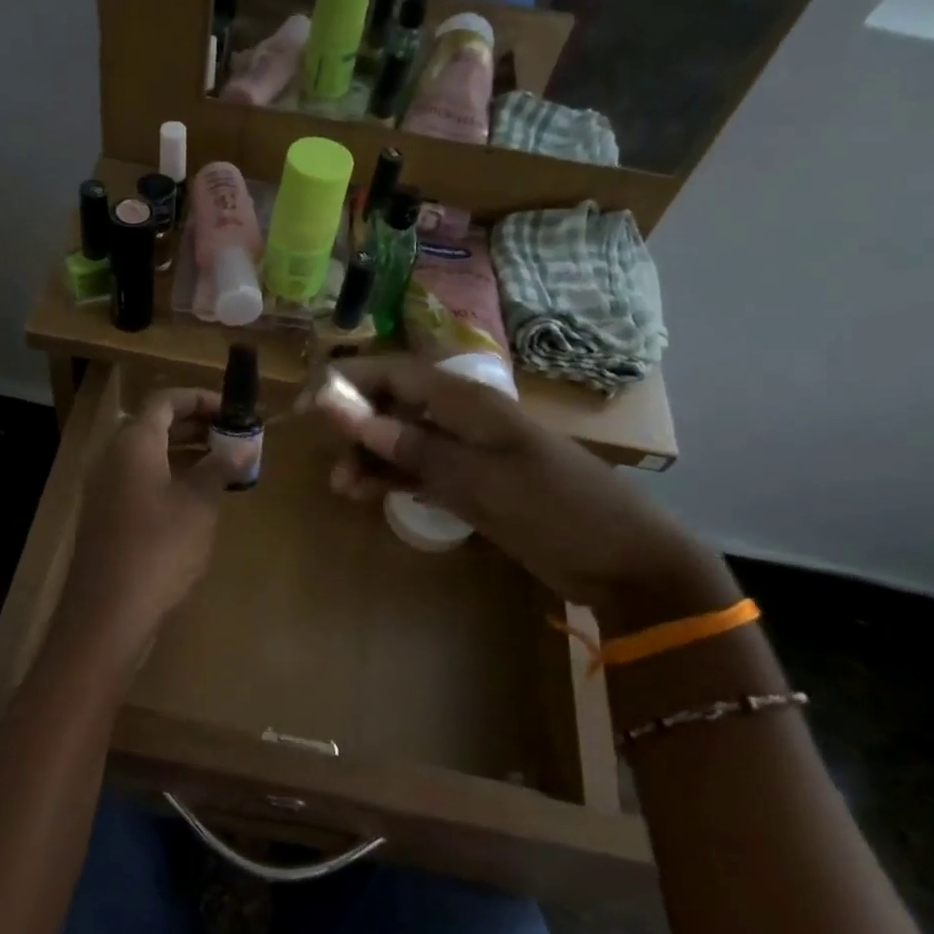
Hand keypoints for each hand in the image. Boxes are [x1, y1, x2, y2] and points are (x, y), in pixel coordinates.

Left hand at [55, 389, 234, 660]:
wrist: (108, 612)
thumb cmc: (159, 549)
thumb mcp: (199, 504)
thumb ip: (221, 467)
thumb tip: (246, 445)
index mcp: (133, 443)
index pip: (165, 400)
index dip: (201, 398)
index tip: (235, 411)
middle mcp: (113, 458)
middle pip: (155, 426)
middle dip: (197, 426)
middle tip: (235, 437)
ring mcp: (106, 489)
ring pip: (149, 456)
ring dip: (185, 453)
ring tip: (224, 466)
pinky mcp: (107, 517)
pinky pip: (141, 482)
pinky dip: (170, 478)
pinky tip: (197, 500)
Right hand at [310, 358, 736, 634]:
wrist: (624, 559)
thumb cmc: (555, 508)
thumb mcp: (480, 480)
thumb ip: (413, 448)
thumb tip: (350, 416)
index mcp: (469, 402)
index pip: (396, 373)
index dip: (350, 381)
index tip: (309, 402)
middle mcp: (463, 418)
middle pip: (395, 404)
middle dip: (356, 424)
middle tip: (325, 455)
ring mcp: (469, 451)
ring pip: (403, 440)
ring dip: (371, 457)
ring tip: (343, 487)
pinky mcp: (473, 482)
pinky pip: (420, 469)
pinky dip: (393, 477)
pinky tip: (368, 493)